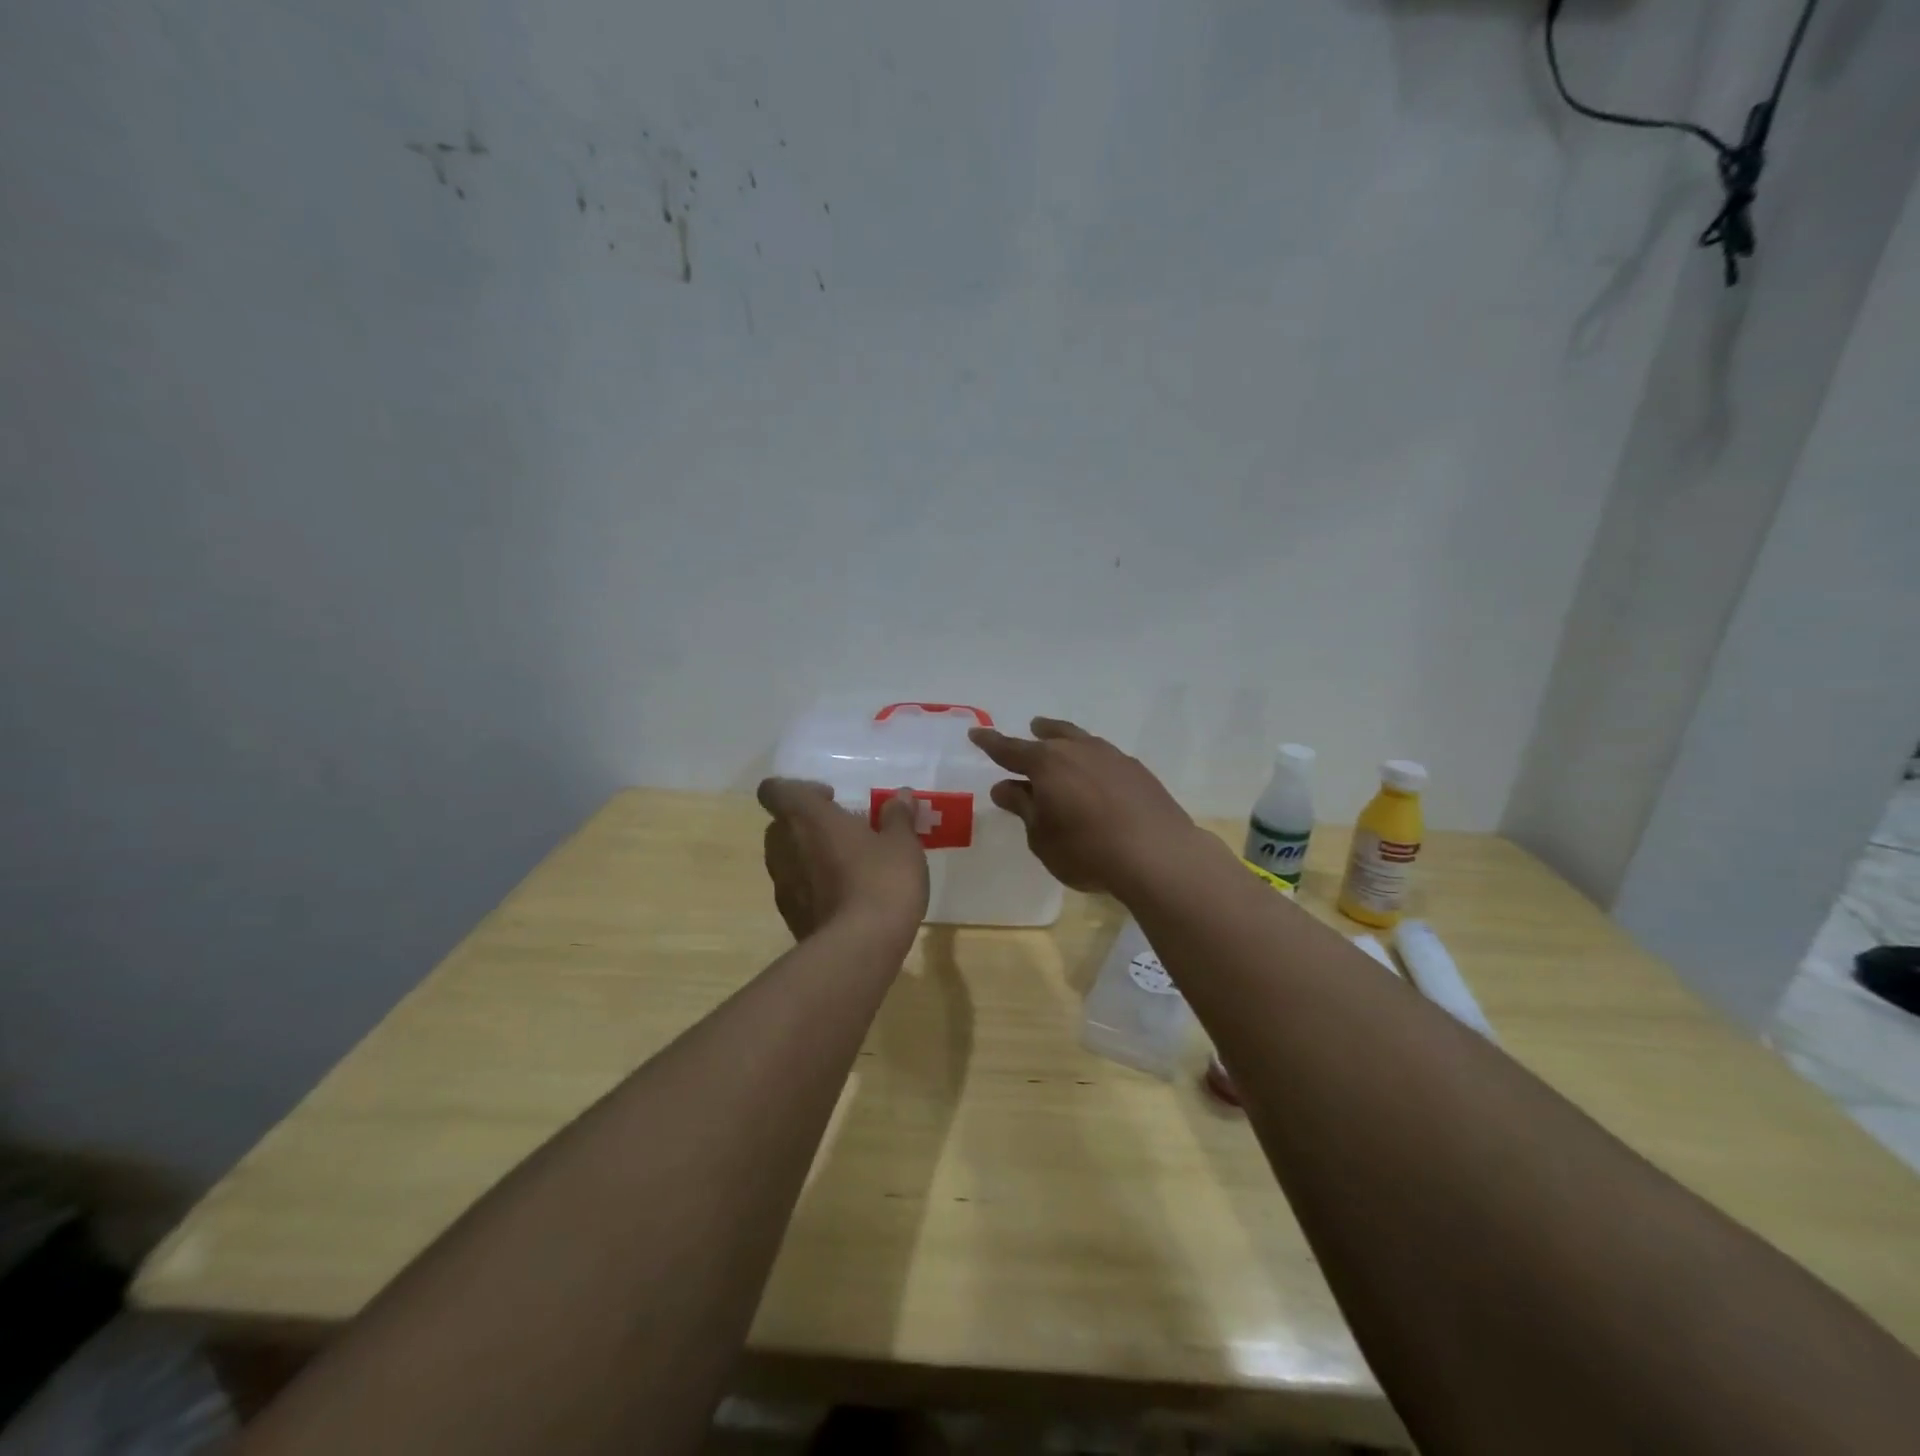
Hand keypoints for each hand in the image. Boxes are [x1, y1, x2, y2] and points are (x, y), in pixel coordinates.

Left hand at [756, 779, 929, 940]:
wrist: (859, 949)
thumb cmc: (881, 881)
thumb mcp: (902, 844)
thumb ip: (898, 817)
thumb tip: (901, 796)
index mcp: (807, 818)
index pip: (775, 790)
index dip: (798, 790)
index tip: (832, 799)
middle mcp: (785, 847)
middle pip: (781, 824)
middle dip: (809, 824)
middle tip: (846, 832)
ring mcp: (783, 885)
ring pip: (787, 858)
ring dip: (810, 856)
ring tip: (849, 865)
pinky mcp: (790, 917)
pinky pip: (797, 889)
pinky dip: (814, 887)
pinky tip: (847, 898)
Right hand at [969, 717, 1201, 895]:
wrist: (1156, 854)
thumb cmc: (1085, 850)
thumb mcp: (1041, 836)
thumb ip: (1023, 807)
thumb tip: (1004, 786)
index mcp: (1046, 763)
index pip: (1010, 749)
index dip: (991, 742)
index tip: (976, 733)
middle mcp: (1078, 750)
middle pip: (1052, 735)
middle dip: (1038, 732)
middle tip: (1032, 728)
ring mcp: (1112, 757)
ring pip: (1082, 741)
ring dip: (1068, 742)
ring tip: (1064, 747)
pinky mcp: (1137, 772)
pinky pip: (1106, 758)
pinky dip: (1093, 762)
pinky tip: (1098, 777)